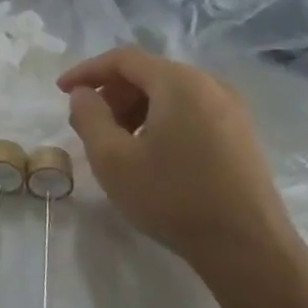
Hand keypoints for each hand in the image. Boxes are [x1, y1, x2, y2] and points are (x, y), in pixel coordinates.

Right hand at [59, 46, 307, 283]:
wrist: (247, 248)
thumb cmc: (172, 198)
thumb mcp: (112, 159)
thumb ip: (89, 117)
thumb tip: (83, 94)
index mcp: (180, 83)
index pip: (124, 59)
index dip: (87, 70)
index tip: (61, 91)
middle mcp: (211, 85)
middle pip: (149, 73)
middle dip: (112, 92)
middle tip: (90, 124)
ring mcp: (232, 109)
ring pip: (170, 92)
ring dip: (135, 108)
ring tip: (117, 142)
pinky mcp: (241, 134)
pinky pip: (190, 110)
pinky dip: (161, 119)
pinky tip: (150, 153)